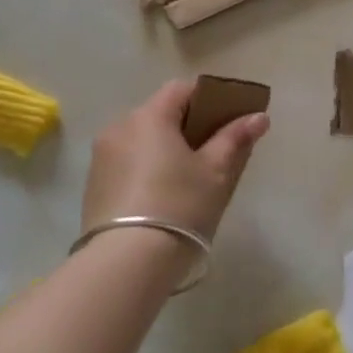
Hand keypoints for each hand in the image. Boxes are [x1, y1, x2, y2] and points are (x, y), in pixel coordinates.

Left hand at [82, 79, 268, 238]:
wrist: (127, 262)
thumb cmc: (180, 206)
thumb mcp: (216, 172)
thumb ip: (236, 138)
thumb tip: (258, 117)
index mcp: (149, 117)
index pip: (181, 89)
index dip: (209, 98)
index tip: (229, 119)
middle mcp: (119, 128)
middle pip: (160, 114)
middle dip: (188, 125)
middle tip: (214, 151)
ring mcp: (101, 157)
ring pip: (141, 140)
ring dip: (165, 148)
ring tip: (188, 177)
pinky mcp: (94, 186)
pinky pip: (127, 163)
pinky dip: (147, 168)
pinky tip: (162, 195)